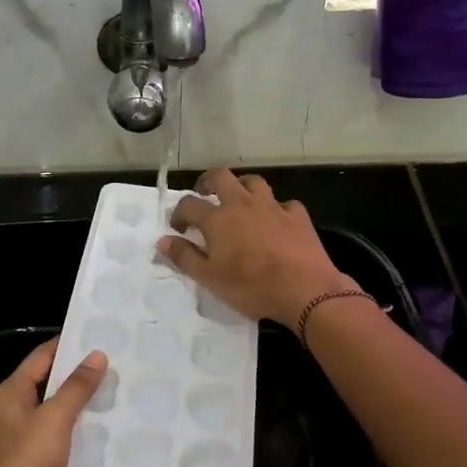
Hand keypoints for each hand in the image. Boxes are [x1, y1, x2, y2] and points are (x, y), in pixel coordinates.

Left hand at [0, 338, 106, 466]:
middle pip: (48, 388)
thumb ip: (77, 387)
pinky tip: (107, 442)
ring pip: (56, 420)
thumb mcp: (55, 418)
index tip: (99, 336)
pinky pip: (60, 448)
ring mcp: (20, 446)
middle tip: (118, 368)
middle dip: (80, 380)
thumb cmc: (26, 463)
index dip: (67, 345)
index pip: (40, 358)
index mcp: (10, 395)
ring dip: (83, 413)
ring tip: (120, 400)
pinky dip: (80, 443)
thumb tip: (96, 354)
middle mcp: (11, 416)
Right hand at [158, 168, 355, 327]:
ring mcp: (272, 206)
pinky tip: (277, 221)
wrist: (304, 289)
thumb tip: (162, 240)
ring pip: (254, 182)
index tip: (178, 227)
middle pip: (221, 177)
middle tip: (204, 194)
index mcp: (217, 219)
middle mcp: (242, 204)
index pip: (189, 204)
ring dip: (242, 187)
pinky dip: (276, 209)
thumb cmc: (251, 286)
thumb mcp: (210, 278)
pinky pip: (284, 203)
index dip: (178, 213)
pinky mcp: (297, 216)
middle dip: (208, 182)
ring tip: (239, 201)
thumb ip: (184, 257)